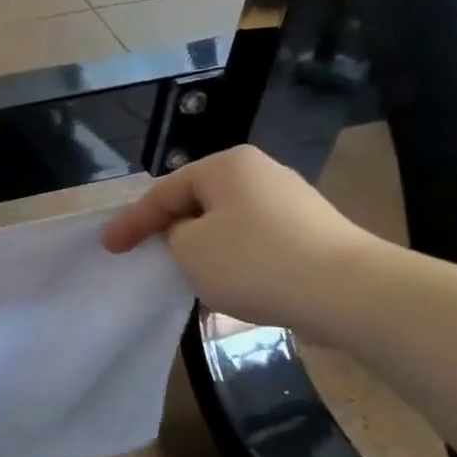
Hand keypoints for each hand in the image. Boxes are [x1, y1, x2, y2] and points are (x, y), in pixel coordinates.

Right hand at [101, 146, 378, 335]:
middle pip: (197, 200)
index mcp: (226, 166)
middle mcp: (259, 172)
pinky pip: (254, 239)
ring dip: (200, 245)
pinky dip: (232, 256)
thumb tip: (186, 234)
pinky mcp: (309, 230)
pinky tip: (229, 281)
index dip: (132, 221)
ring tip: (183, 271)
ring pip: (225, 221)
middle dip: (168, 228)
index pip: (164, 191)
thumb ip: (171, 236)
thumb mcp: (190, 250)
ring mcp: (289, 200)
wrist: (347, 291)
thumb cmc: (255, 262)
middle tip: (145, 254)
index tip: (108, 247)